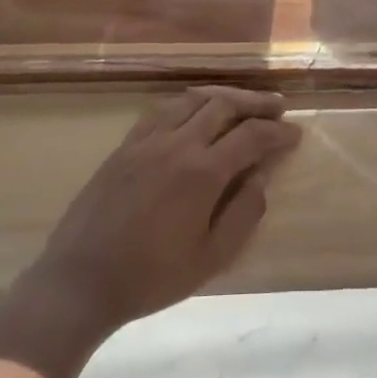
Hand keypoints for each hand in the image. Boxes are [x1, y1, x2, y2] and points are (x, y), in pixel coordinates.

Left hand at [27, 87, 300, 336]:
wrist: (80, 280)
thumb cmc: (151, 277)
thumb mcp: (211, 258)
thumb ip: (244, 213)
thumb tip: (262, 177)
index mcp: (202, 172)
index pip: (252, 136)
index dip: (278, 132)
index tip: (296, 133)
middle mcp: (177, 144)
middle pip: (224, 105)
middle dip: (256, 103)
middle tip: (277, 107)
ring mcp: (147, 140)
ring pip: (192, 100)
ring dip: (223, 96)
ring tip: (242, 103)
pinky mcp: (125, 145)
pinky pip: (162, 109)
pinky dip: (188, 103)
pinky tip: (195, 112)